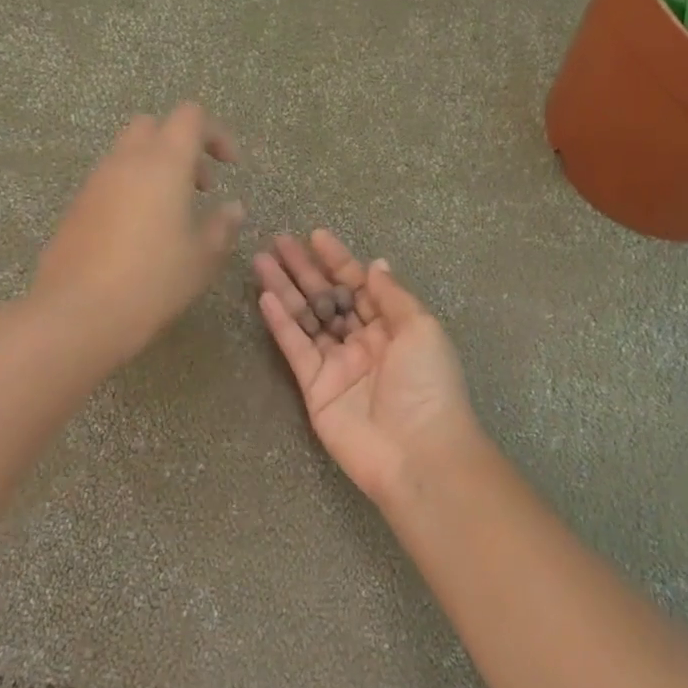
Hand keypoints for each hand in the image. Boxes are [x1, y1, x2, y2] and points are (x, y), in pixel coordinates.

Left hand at [35, 104, 244, 361]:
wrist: (80, 312)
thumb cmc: (154, 280)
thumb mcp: (202, 258)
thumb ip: (222, 226)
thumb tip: (232, 208)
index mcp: (163, 163)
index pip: (190, 117)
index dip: (216, 134)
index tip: (230, 166)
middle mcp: (126, 161)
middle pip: (153, 127)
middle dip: (181, 146)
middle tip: (200, 186)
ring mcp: (96, 183)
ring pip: (128, 154)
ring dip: (155, 170)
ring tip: (173, 215)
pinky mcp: (77, 207)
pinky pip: (110, 182)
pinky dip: (132, 191)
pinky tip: (141, 235)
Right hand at [254, 231, 479, 502]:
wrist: (417, 451)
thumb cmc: (427, 384)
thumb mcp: (421, 328)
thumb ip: (392, 296)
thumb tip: (375, 264)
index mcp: (393, 327)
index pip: (360, 285)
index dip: (339, 260)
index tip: (316, 236)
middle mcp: (363, 342)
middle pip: (328, 298)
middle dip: (305, 270)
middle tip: (278, 242)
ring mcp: (337, 365)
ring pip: (306, 319)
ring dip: (285, 290)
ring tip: (260, 261)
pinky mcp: (315, 388)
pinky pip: (295, 349)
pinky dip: (280, 324)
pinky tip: (265, 297)